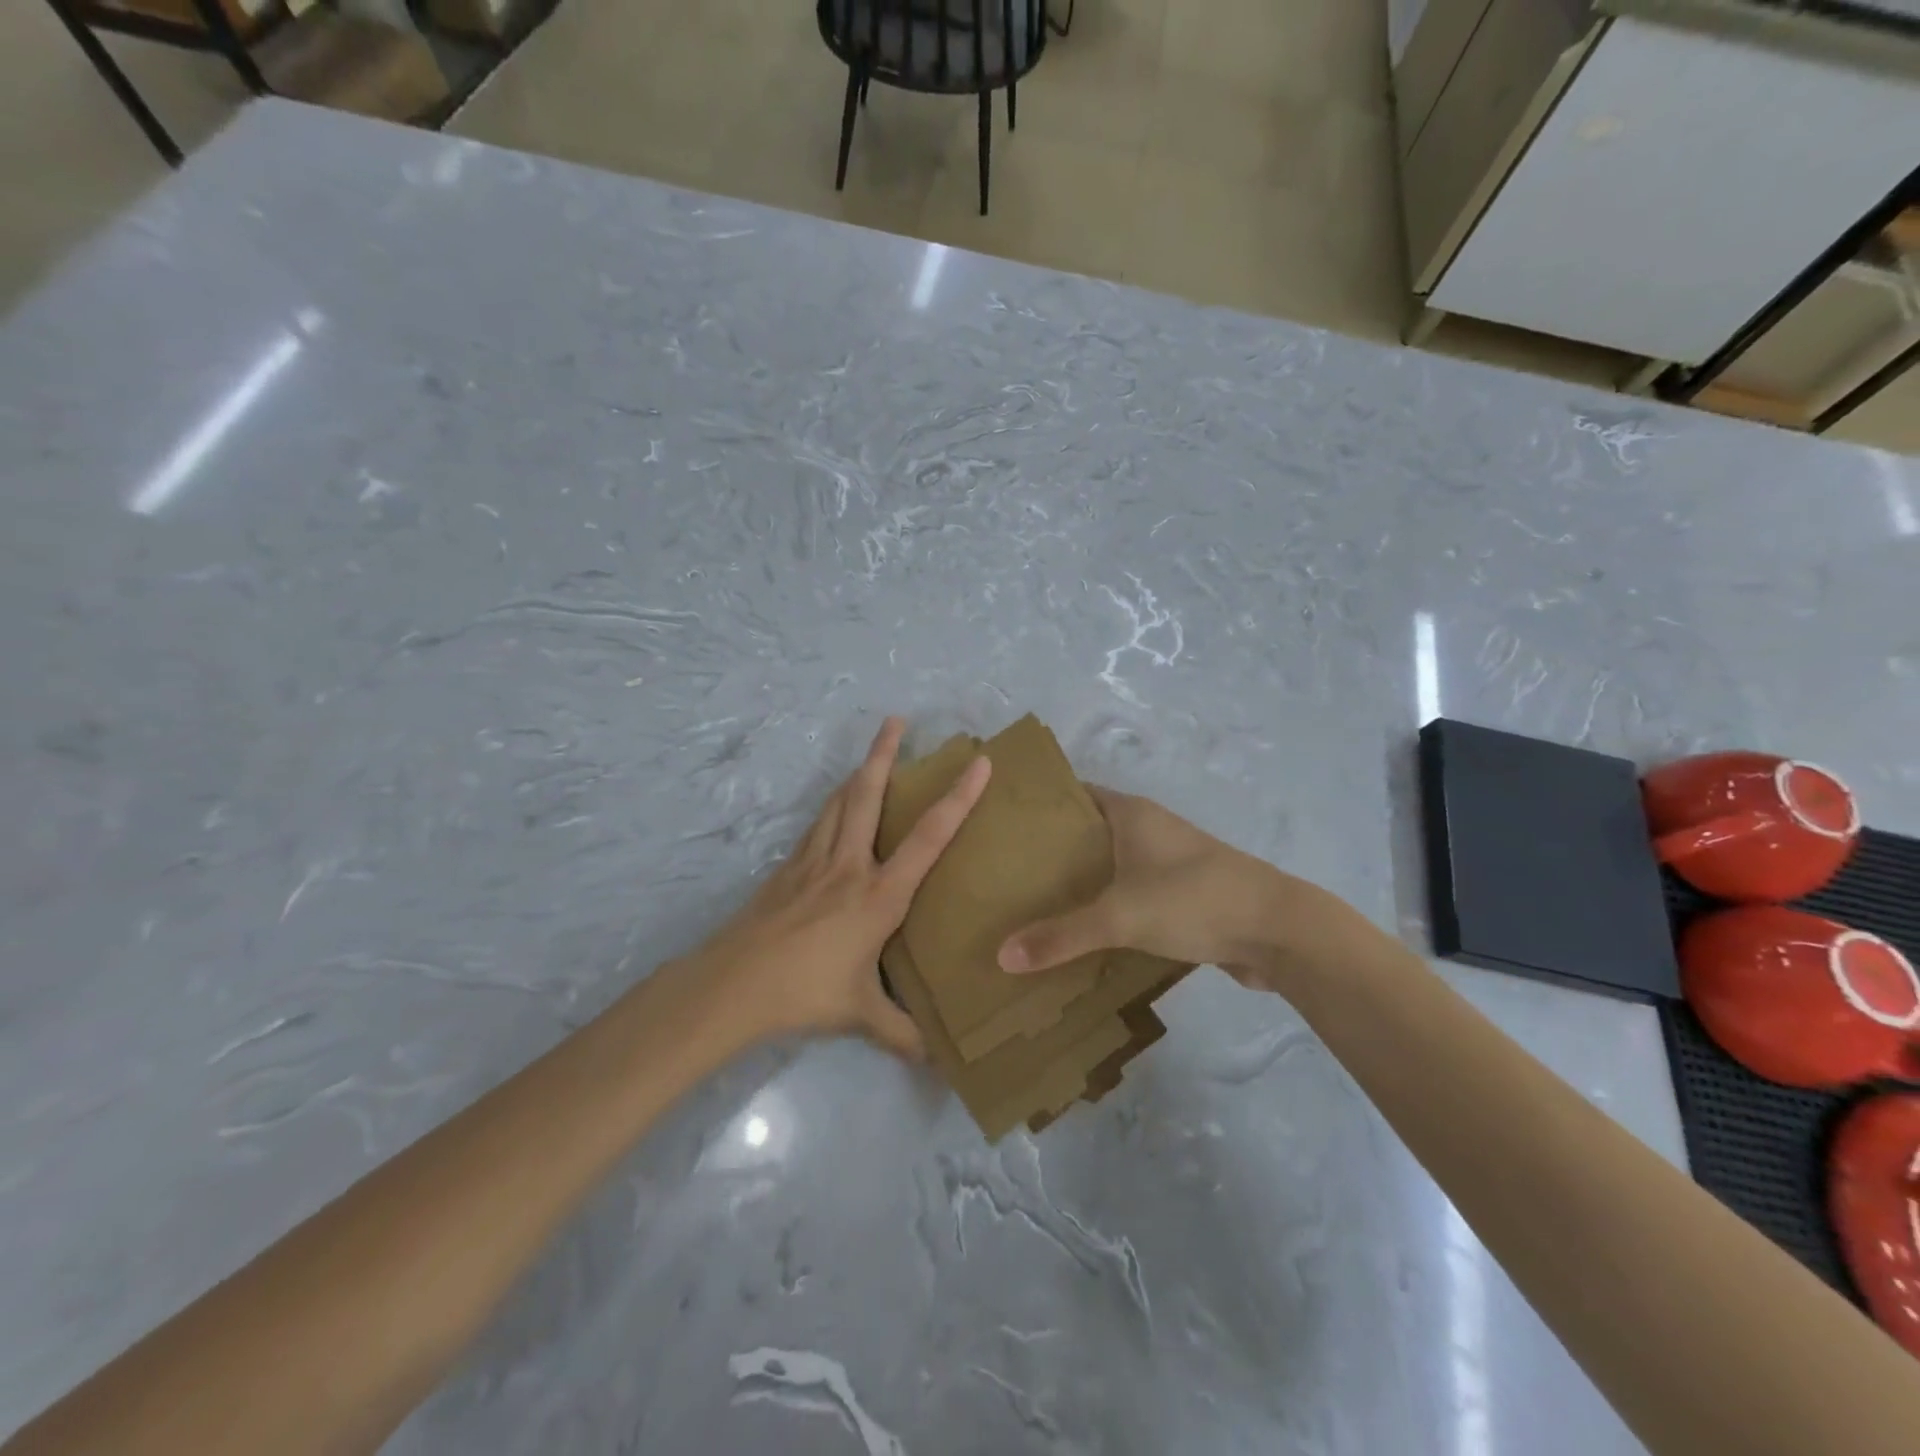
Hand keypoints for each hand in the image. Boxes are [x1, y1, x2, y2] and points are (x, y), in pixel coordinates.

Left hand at [692, 717, 990, 1056]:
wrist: (733, 984)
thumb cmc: (805, 992)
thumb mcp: (860, 1015)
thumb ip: (902, 1034)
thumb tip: (940, 1065)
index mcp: (879, 894)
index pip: (929, 837)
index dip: (958, 798)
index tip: (979, 763)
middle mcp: (849, 865)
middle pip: (869, 795)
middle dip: (885, 753)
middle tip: (897, 719)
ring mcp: (814, 861)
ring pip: (840, 801)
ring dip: (859, 771)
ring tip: (872, 751)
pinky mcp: (788, 867)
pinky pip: (819, 823)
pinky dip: (834, 804)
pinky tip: (836, 806)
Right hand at [996, 787, 1379, 991]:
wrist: (1278, 930)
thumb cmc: (1193, 900)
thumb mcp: (1120, 917)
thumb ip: (1061, 936)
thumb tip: (1001, 956)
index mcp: (1131, 813)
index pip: (1074, 794)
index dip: (1040, 805)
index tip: (1001, 823)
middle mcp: (1148, 828)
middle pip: (1089, 832)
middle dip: (1052, 851)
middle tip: (1006, 872)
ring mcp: (1168, 862)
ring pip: (1111, 865)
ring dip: (1081, 882)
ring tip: (1032, 904)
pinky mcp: (1183, 894)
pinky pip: (1131, 893)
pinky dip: (1107, 907)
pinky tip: (1082, 933)